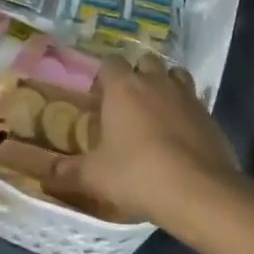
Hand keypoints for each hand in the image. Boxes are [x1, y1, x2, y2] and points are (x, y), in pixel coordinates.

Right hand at [40, 51, 241, 230]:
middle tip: (127, 103)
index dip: (103, 76)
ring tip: (156, 112)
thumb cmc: (138, 174)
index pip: (110, 62)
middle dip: (137, 75)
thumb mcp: (95, 176)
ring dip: (165, 86)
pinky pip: (194, 102)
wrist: (199, 192)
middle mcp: (156, 82)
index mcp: (123, 87)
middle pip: (145, 62)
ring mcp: (187, 96)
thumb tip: (43, 174)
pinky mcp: (209, 115)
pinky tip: (179, 135)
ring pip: (175, 76)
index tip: (98, 96)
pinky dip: (185, 111)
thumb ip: (67, 172)